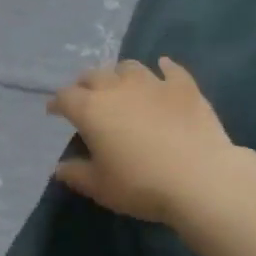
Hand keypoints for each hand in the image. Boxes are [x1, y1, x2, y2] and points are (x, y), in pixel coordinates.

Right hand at [46, 57, 236, 223]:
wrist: (200, 178)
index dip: (57, 103)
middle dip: (85, 84)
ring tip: (121, 84)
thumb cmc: (142, 185)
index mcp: (91, 110)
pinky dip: (163, 68)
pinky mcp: (184, 87)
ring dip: (119, 74)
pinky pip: (170, 69)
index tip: (54, 112)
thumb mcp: (101, 188)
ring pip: (129, 67)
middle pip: (94, 75)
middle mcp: (118, 88)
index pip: (65, 97)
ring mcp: (153, 83)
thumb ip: (77, 174)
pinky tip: (163, 69)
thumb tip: (60, 168)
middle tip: (85, 96)